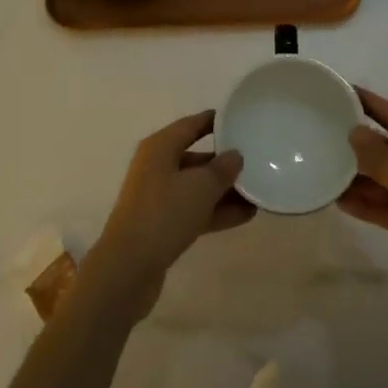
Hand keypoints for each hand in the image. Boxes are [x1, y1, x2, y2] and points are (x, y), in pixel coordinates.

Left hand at [83, 111, 253, 321]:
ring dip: (225, 190)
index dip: (214, 121)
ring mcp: (158, 197)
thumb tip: (235, 155)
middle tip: (256, 161)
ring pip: (197, 187)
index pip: (191, 125)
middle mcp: (157, 167)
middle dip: (224, 161)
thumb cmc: (164, 213)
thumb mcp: (200, 186)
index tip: (239, 119)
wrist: (129, 268)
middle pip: (195, 157)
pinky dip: (217, 211)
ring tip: (258, 192)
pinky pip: (194, 210)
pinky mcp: (162, 225)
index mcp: (160, 147)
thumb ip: (222, 168)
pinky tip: (246, 216)